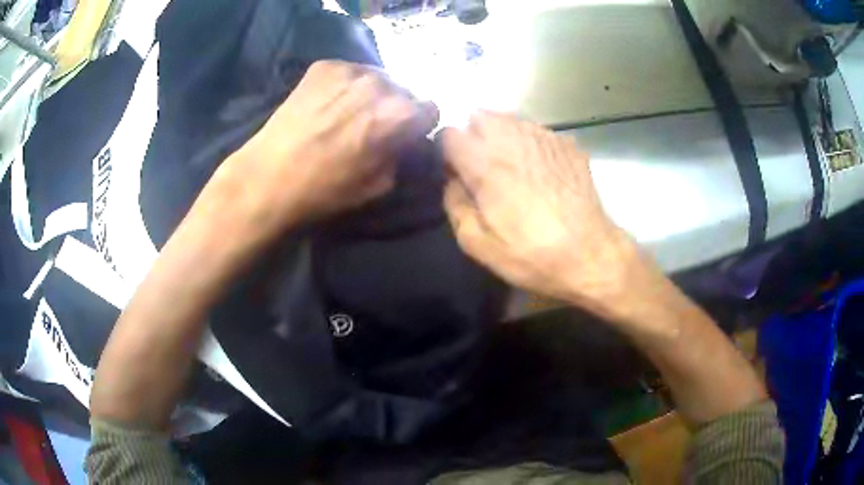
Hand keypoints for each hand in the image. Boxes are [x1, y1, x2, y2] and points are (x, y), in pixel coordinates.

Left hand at [211, 60, 438, 236]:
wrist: (268, 178)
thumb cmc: (324, 190)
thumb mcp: (378, 186)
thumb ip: (401, 156)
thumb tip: (404, 140)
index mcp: (399, 116)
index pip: (430, 108)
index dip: (418, 123)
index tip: (404, 133)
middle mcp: (380, 84)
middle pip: (403, 89)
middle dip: (395, 106)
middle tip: (373, 124)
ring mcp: (350, 70)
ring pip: (376, 77)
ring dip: (371, 93)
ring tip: (347, 112)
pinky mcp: (324, 66)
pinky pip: (349, 72)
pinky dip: (345, 85)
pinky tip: (327, 104)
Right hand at [440, 111, 635, 310]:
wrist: (590, 255)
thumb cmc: (531, 255)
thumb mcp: (477, 244)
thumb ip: (455, 204)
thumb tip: (453, 181)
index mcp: (485, 164)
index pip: (449, 134)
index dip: (448, 153)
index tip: (457, 173)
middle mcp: (512, 139)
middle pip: (480, 116)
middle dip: (474, 137)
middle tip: (484, 168)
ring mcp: (543, 137)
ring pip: (510, 119)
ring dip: (502, 136)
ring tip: (513, 168)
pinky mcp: (566, 144)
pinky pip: (537, 130)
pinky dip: (529, 143)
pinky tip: (540, 170)